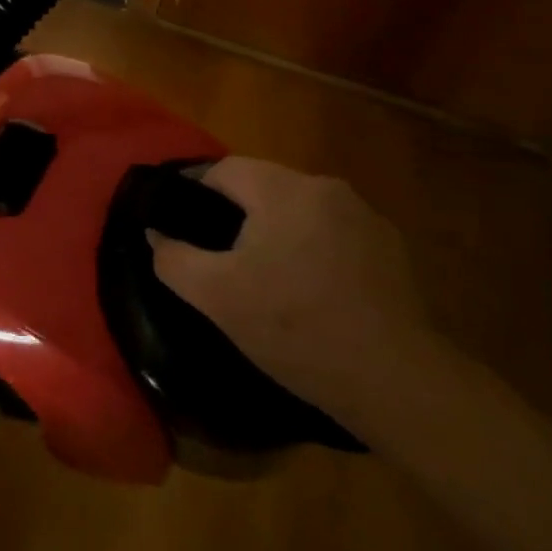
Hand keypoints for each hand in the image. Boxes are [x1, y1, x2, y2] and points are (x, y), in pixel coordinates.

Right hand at [148, 157, 431, 420]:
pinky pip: (334, 234)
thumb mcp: (217, 297)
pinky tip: (313, 291)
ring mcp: (366, 216)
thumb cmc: (296, 328)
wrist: (395, 380)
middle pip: (264, 186)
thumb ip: (174, 258)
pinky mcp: (391, 248)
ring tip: (265, 276)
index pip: (224, 169)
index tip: (180, 222)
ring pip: (300, 210)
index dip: (195, 191)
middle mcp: (327, 187)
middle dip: (237, 214)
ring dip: (278, 231)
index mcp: (285, 188)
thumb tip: (156, 232)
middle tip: (218, 256)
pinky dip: (314, 249)